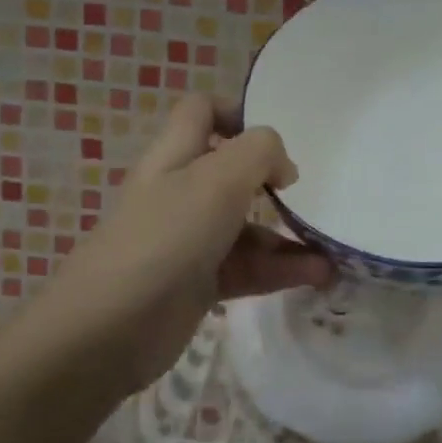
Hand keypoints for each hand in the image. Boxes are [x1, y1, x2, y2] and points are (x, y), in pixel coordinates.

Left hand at [27, 96, 332, 396]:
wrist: (110, 330)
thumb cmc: (166, 237)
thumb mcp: (218, 179)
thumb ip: (259, 153)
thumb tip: (283, 168)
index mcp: (175, 156)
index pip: (200, 112)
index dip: (237, 112)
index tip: (277, 138)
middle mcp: (181, 192)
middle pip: (232, 172)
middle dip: (274, 181)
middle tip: (311, 194)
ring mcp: (190, 240)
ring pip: (247, 227)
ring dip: (289, 235)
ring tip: (331, 250)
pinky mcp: (201, 283)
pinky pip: (250, 268)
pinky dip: (282, 269)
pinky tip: (319, 276)